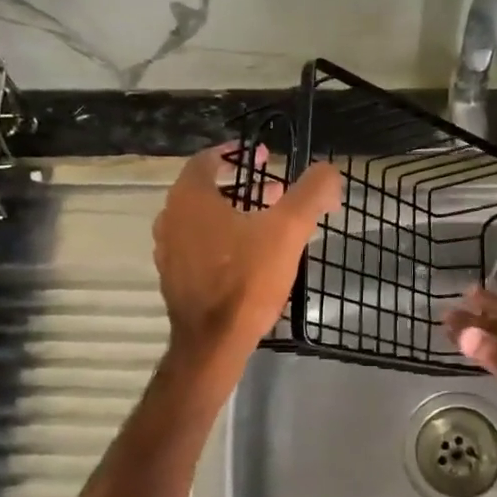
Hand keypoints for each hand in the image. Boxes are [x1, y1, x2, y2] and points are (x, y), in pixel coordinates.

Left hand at [153, 144, 340, 369]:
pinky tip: (249, 257)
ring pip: (202, 219)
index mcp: (190, 197)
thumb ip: (311, 193)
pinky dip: (221, 240)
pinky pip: (198, 246)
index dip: (236, 153)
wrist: (213, 343)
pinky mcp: (173, 278)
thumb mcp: (288, 230)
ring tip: (267, 223)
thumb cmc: (246, 279)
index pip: (208, 159)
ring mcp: (167, 251)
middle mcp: (170, 218)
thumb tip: (329, 171)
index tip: (263, 156)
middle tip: (275, 191)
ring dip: (232, 214)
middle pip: (206, 189)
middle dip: (242, 186)